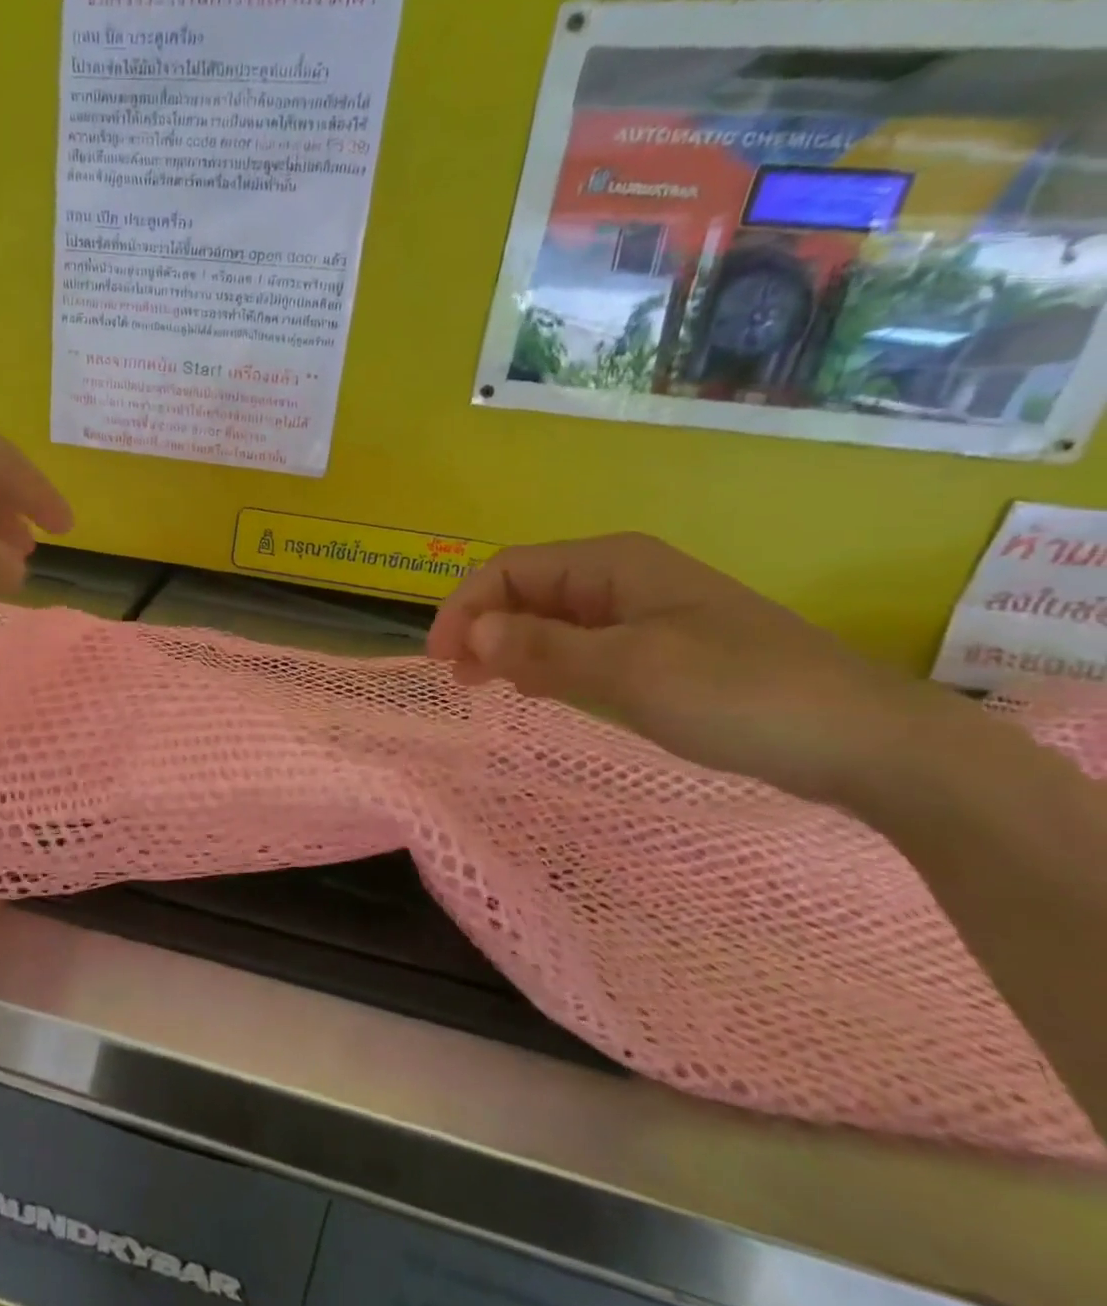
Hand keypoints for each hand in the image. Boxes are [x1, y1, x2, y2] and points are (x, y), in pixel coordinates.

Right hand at [427, 533, 958, 804]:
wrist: (863, 741)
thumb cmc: (738, 694)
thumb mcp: (628, 672)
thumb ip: (543, 650)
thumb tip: (473, 633)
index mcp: (611, 564)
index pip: (509, 570)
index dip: (465, 609)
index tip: (442, 662)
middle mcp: (620, 578)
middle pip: (525, 590)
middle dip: (482, 627)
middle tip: (459, 679)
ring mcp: (641, 613)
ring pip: (549, 619)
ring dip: (509, 646)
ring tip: (484, 686)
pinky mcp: (657, 649)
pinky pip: (580, 645)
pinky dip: (546, 663)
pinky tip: (536, 690)